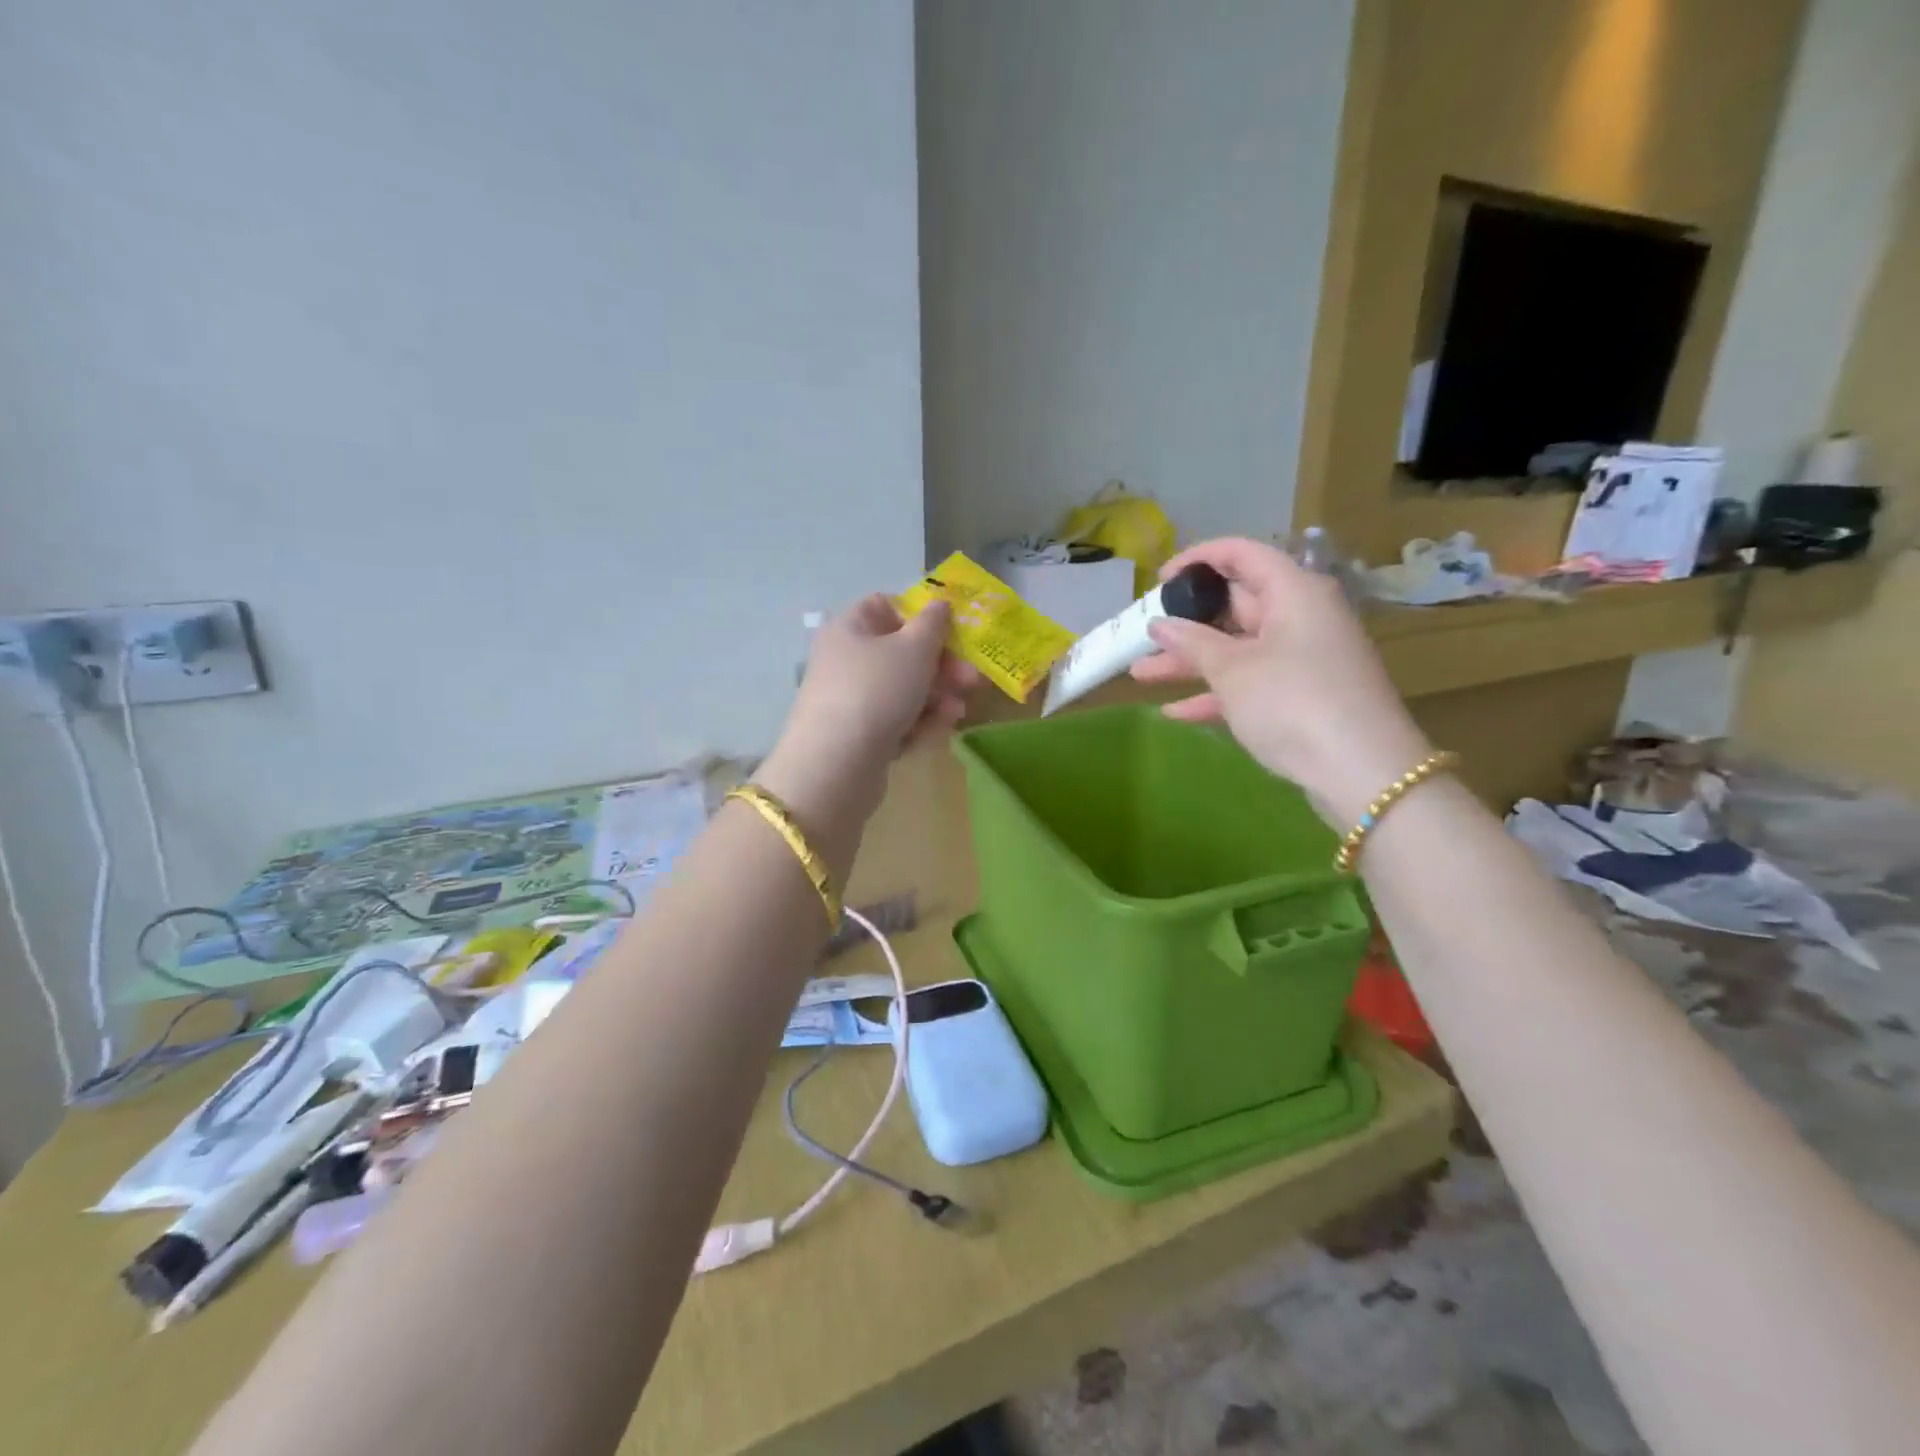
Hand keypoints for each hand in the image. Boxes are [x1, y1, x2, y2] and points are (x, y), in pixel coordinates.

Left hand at [760, 597, 977, 835]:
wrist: (836, 765)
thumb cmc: (877, 691)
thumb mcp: (914, 649)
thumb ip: (933, 624)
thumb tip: (940, 605)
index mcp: (849, 628)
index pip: (886, 606)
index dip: (921, 616)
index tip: (952, 633)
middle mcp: (845, 659)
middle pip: (901, 652)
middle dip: (941, 666)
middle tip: (972, 679)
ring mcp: (849, 699)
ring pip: (902, 689)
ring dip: (935, 697)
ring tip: (958, 712)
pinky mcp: (857, 735)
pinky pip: (894, 720)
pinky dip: (917, 722)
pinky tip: (937, 731)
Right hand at [1130, 537, 1433, 826]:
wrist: (1362, 772)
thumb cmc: (1293, 702)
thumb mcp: (1233, 669)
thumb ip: (1192, 642)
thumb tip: (1160, 624)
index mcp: (1293, 592)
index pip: (1242, 554)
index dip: (1197, 560)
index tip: (1158, 581)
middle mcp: (1300, 617)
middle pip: (1235, 604)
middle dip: (1185, 621)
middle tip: (1142, 634)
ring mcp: (1302, 659)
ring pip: (1236, 648)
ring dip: (1189, 661)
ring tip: (1139, 673)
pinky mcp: (1300, 697)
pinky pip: (1249, 684)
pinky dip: (1215, 694)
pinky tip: (1174, 713)